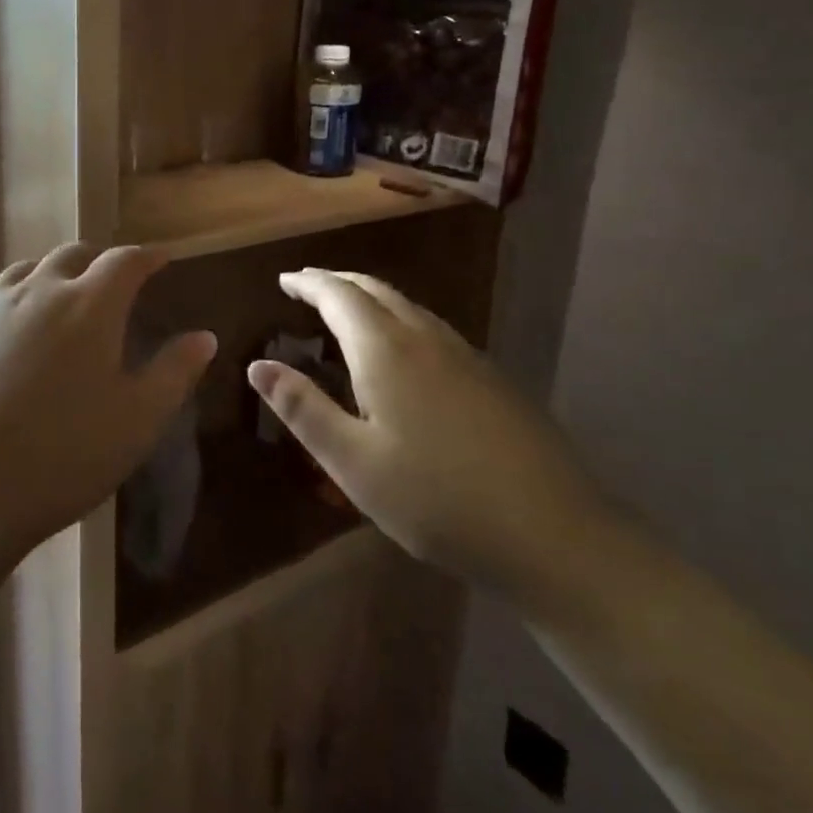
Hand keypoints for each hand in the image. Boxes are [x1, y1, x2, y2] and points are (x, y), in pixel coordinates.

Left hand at [0, 244, 215, 569]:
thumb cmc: (61, 456)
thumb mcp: (137, 421)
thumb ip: (174, 372)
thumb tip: (204, 336)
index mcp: (89, 306)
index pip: (125, 261)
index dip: (148, 256)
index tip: (162, 258)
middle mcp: (37, 292)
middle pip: (72, 255)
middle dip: (99, 259)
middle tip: (113, 278)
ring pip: (27, 270)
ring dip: (53, 273)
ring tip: (63, 294)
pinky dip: (13, 301)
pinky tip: (10, 331)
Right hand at [247, 269, 607, 599]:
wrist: (553, 533)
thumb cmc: (435, 499)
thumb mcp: (353, 461)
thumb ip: (303, 409)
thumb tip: (259, 365)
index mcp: (386, 350)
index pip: (339, 295)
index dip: (308, 283)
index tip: (284, 280)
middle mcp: (425, 338)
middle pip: (375, 289)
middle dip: (337, 282)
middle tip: (308, 285)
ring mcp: (465, 355)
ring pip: (408, 306)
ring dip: (370, 297)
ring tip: (346, 309)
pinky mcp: (491, 378)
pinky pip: (431, 328)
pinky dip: (398, 319)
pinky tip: (401, 349)